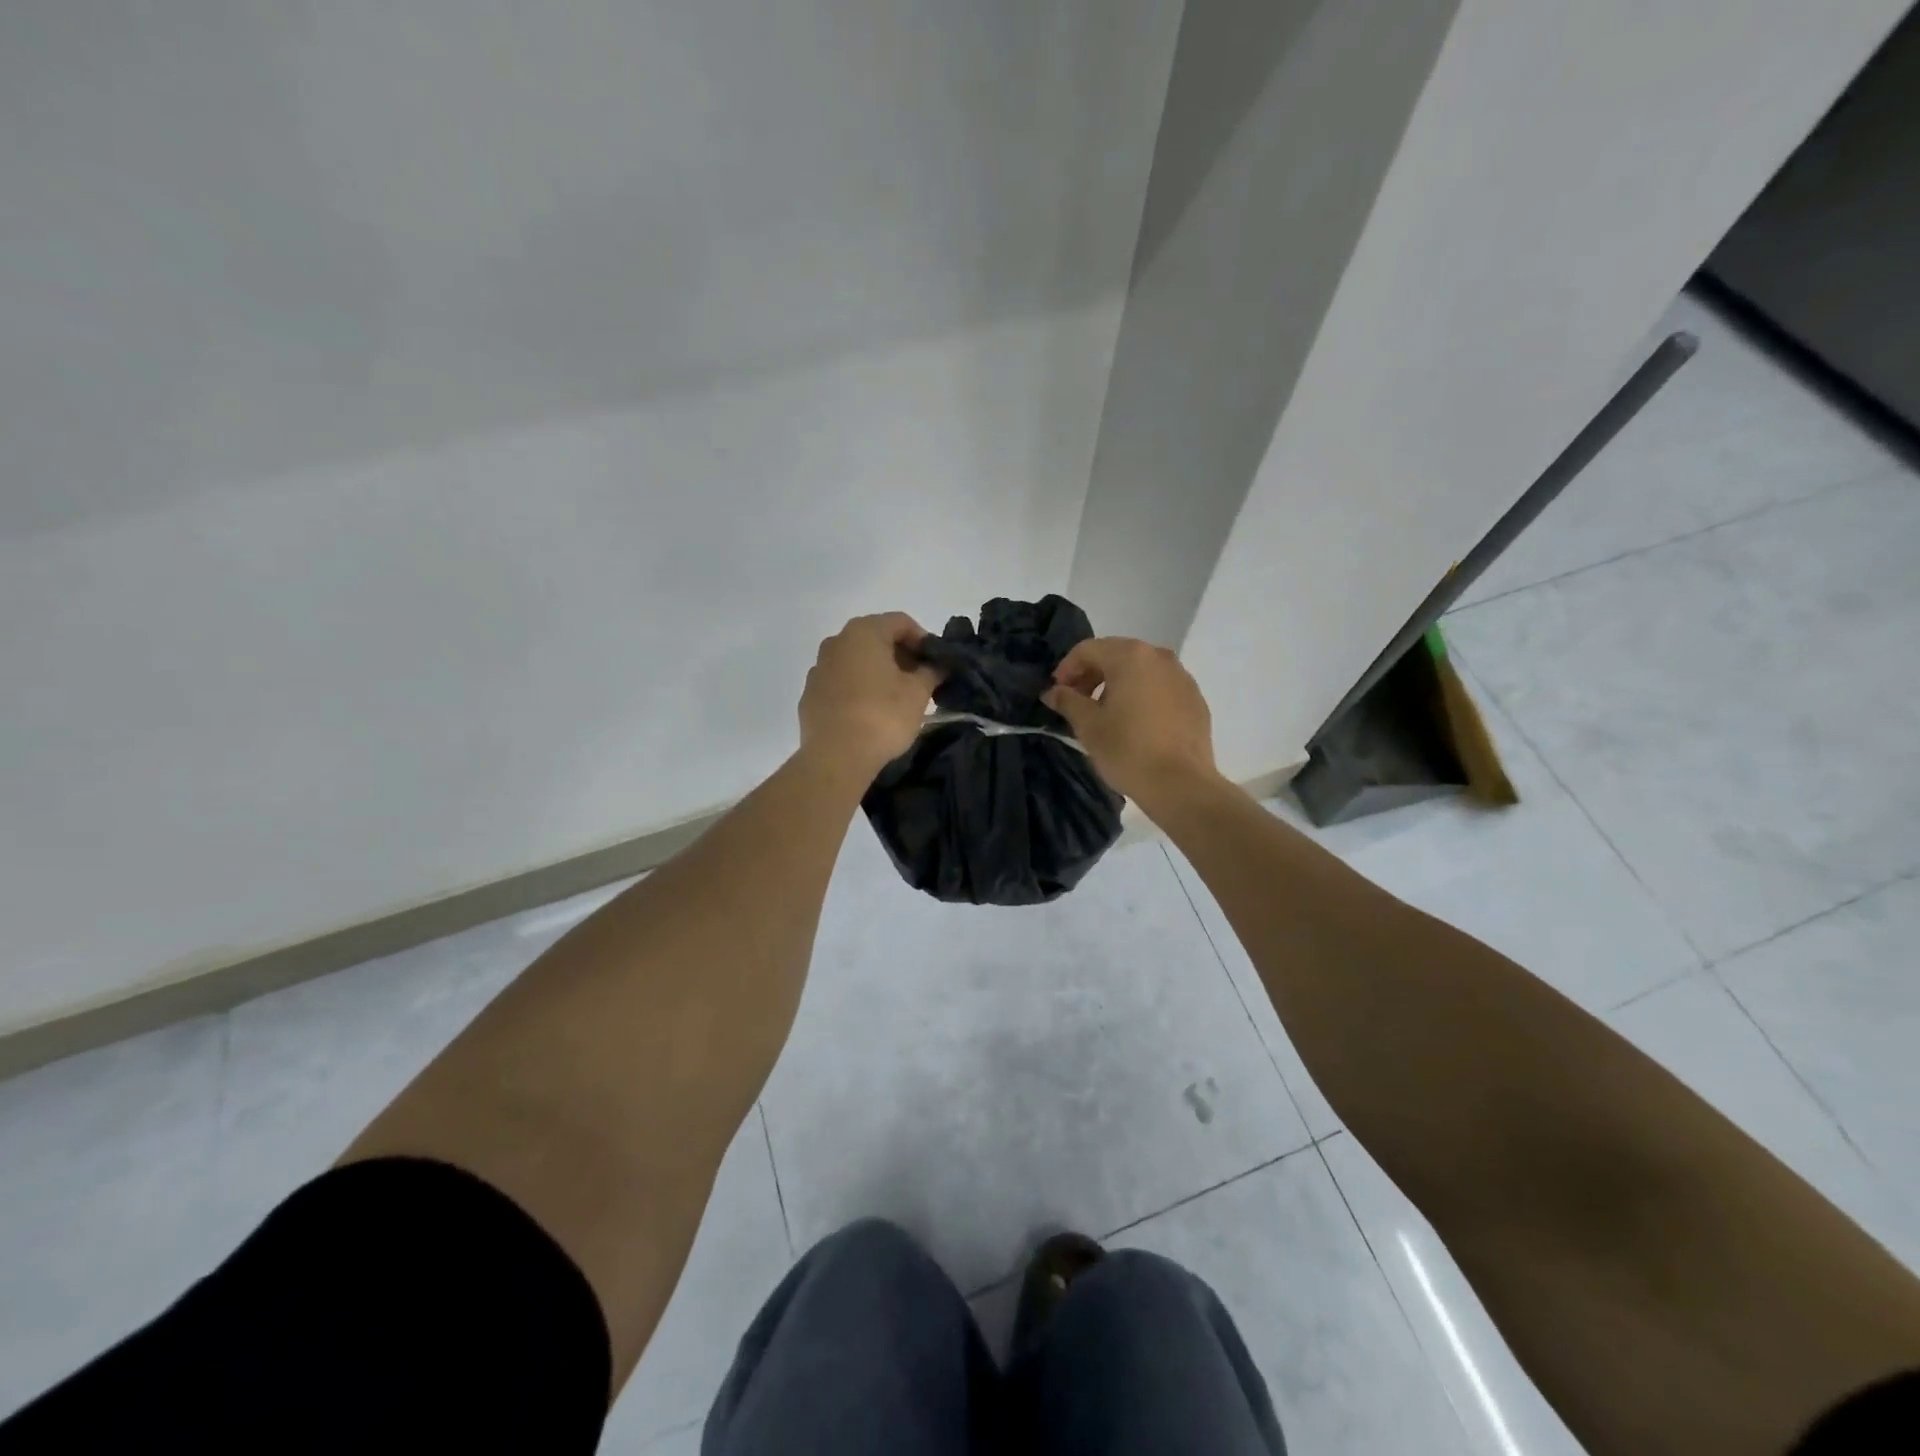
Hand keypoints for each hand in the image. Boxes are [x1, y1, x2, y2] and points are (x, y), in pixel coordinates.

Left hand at [799, 613, 940, 779]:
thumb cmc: (882, 716)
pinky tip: (869, 711)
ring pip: (856, 660)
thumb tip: (938, 666)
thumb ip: (931, 672)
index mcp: (864, 632)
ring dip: (877, 671)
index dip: (923, 640)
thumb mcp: (918, 693)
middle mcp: (837, 641)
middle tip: (919, 679)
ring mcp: (819, 668)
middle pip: (876, 638)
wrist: (836, 756)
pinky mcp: (810, 694)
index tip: (935, 663)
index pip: (901, 622)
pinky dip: (857, 688)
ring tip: (895, 697)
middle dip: (900, 655)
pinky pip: (840, 682)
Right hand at [1043, 637, 1218, 801]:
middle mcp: (1159, 657)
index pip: (1088, 649)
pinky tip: (1134, 723)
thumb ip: (1067, 701)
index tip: (1056, 692)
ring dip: (1116, 684)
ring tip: (1104, 713)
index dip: (1066, 668)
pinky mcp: (1195, 698)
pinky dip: (1141, 695)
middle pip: (1116, 655)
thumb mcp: (1088, 726)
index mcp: (1130, 656)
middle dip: (1091, 675)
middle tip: (1076, 701)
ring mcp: (1182, 676)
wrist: (1181, 784)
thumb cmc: (1128, 750)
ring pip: (1140, 671)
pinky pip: (1160, 687)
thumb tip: (1053, 692)